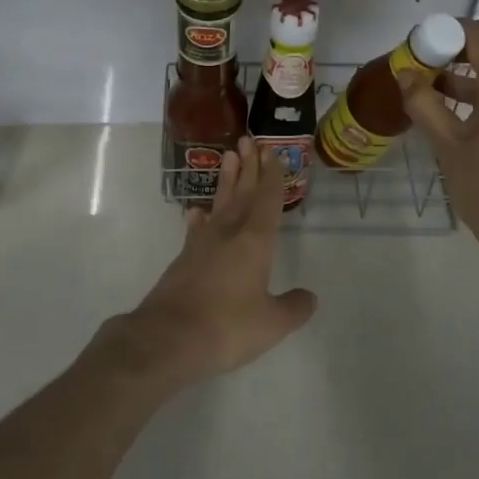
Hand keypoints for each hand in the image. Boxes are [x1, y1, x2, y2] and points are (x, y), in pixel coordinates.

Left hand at [108, 137, 316, 390]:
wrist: (168, 338)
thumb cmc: (227, 327)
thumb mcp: (271, 324)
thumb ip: (293, 308)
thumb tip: (310, 297)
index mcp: (254, 242)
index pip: (266, 200)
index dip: (272, 176)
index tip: (272, 152)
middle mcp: (229, 234)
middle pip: (242, 194)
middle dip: (248, 167)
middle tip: (248, 140)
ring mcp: (202, 245)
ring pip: (219, 204)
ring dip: (226, 180)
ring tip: (228, 156)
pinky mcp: (183, 260)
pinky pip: (197, 229)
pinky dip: (200, 218)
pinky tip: (197, 211)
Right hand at [398, 18, 478, 261]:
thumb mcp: (447, 145)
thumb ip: (424, 104)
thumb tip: (404, 73)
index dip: (450, 29)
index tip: (420, 41)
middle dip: (448, 53)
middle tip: (414, 66)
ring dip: (456, 77)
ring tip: (420, 91)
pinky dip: (470, 96)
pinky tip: (442, 114)